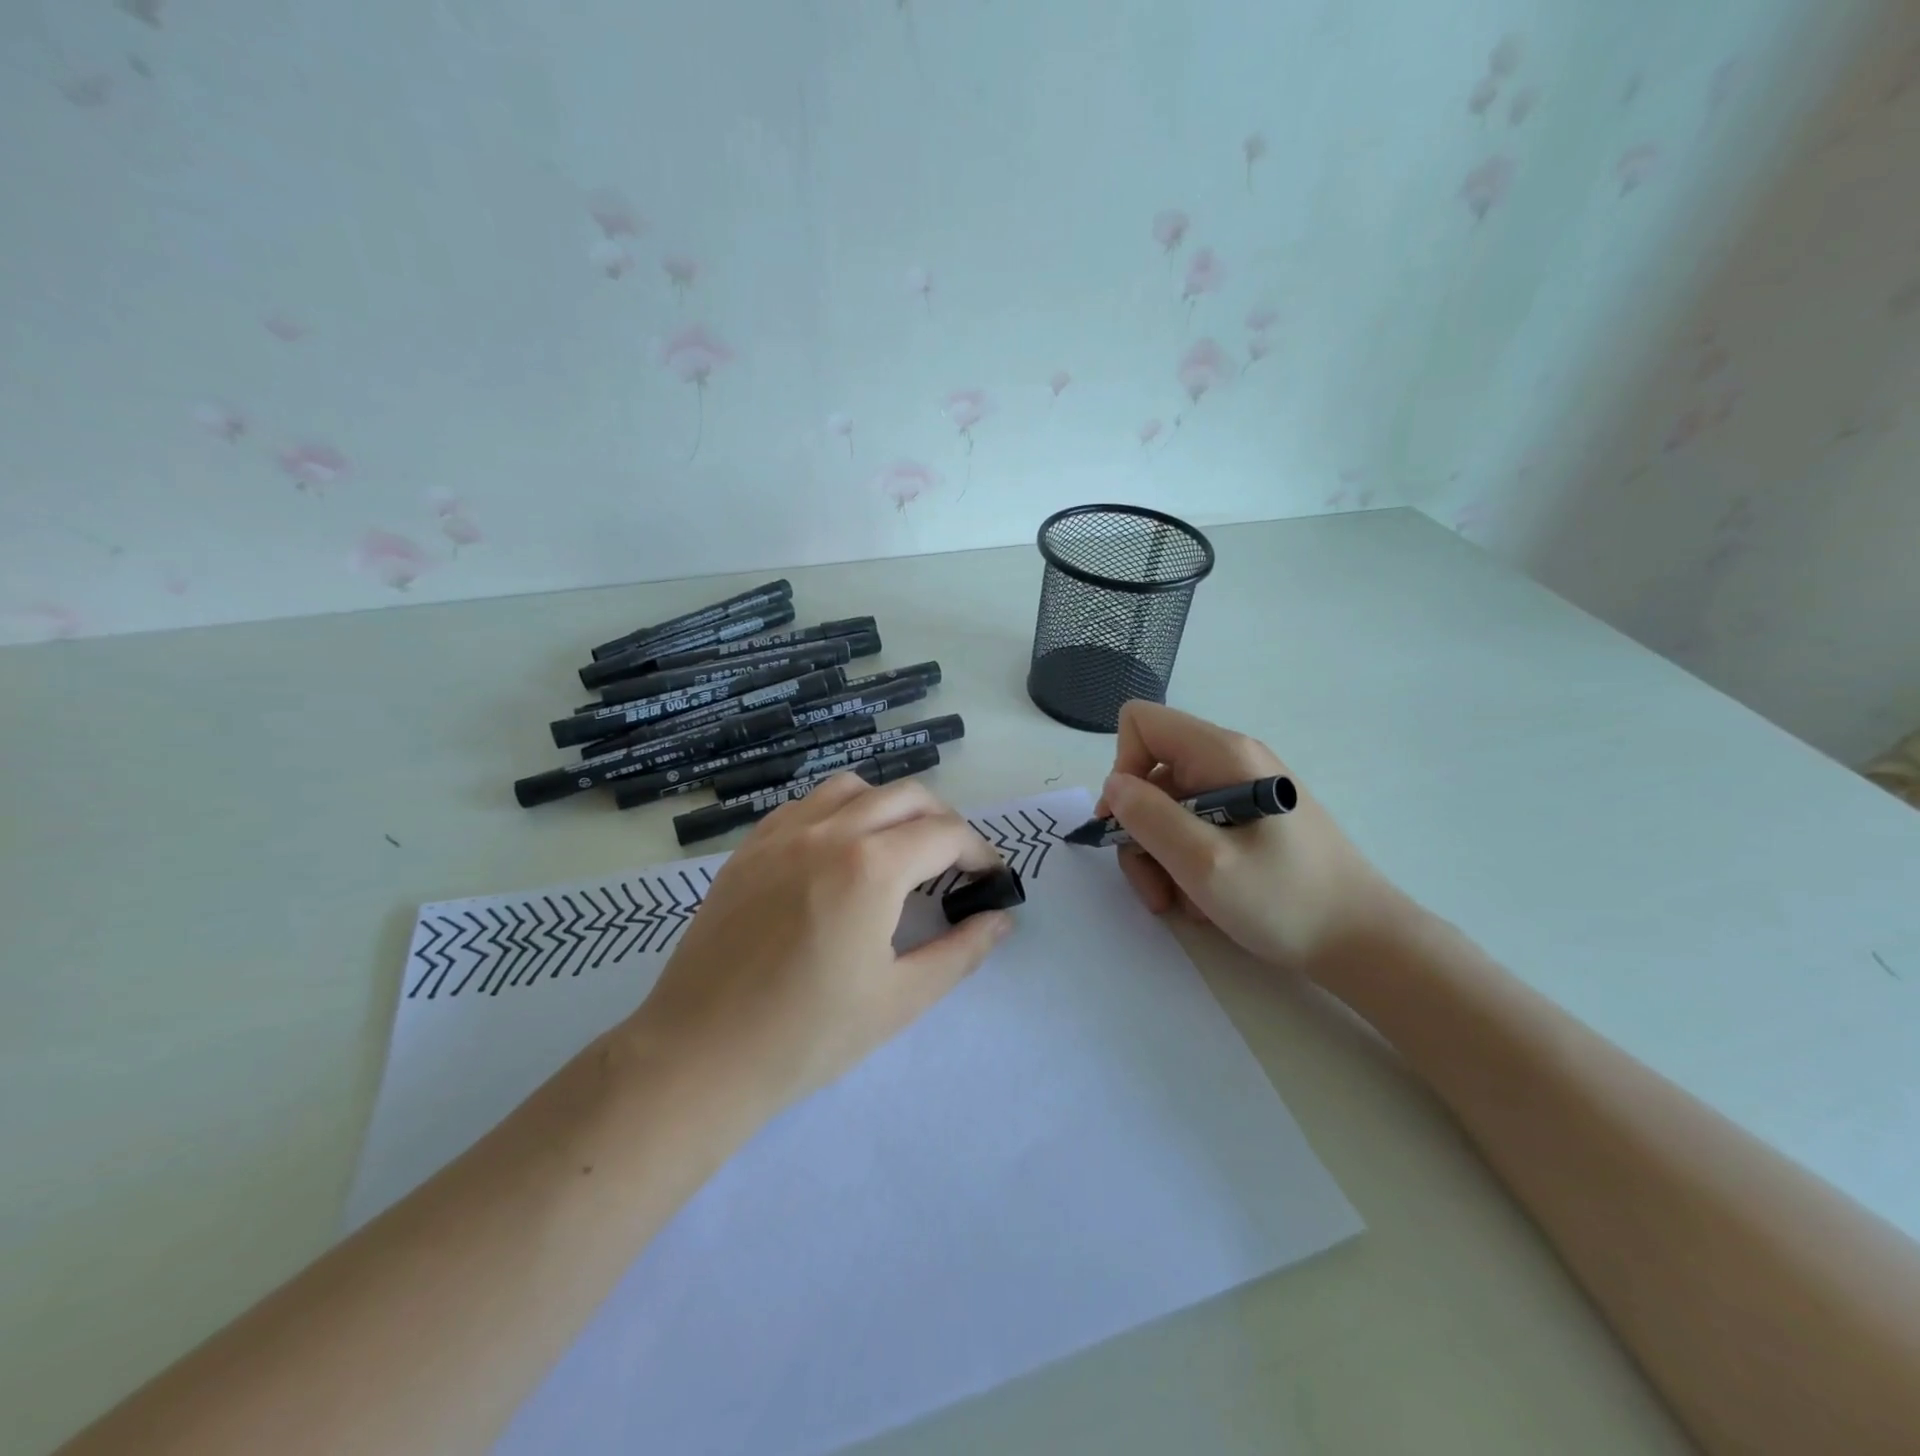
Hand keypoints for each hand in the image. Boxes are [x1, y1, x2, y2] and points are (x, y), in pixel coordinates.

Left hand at [631, 775, 1013, 1117]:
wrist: (701, 1056)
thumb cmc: (808, 1036)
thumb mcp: (900, 1000)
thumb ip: (960, 952)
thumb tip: (1001, 920)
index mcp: (870, 867)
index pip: (945, 834)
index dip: (979, 852)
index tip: (990, 879)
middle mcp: (828, 832)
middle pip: (905, 796)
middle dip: (943, 822)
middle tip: (954, 865)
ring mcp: (781, 835)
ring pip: (853, 788)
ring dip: (890, 807)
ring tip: (898, 849)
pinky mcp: (749, 848)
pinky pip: (805, 806)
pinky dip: (839, 813)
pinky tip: (839, 853)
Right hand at [1098, 701, 1411, 976]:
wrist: (1365, 942)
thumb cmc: (1286, 900)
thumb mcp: (1204, 862)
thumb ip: (1149, 817)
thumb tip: (1114, 786)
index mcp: (1222, 753)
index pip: (1141, 723)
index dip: (1122, 767)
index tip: (1126, 822)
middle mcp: (1230, 761)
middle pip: (1151, 775)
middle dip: (1139, 831)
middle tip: (1153, 886)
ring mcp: (1241, 791)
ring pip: (1168, 809)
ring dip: (1160, 857)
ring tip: (1179, 903)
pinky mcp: (1250, 821)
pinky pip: (1195, 828)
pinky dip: (1186, 863)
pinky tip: (1205, 900)